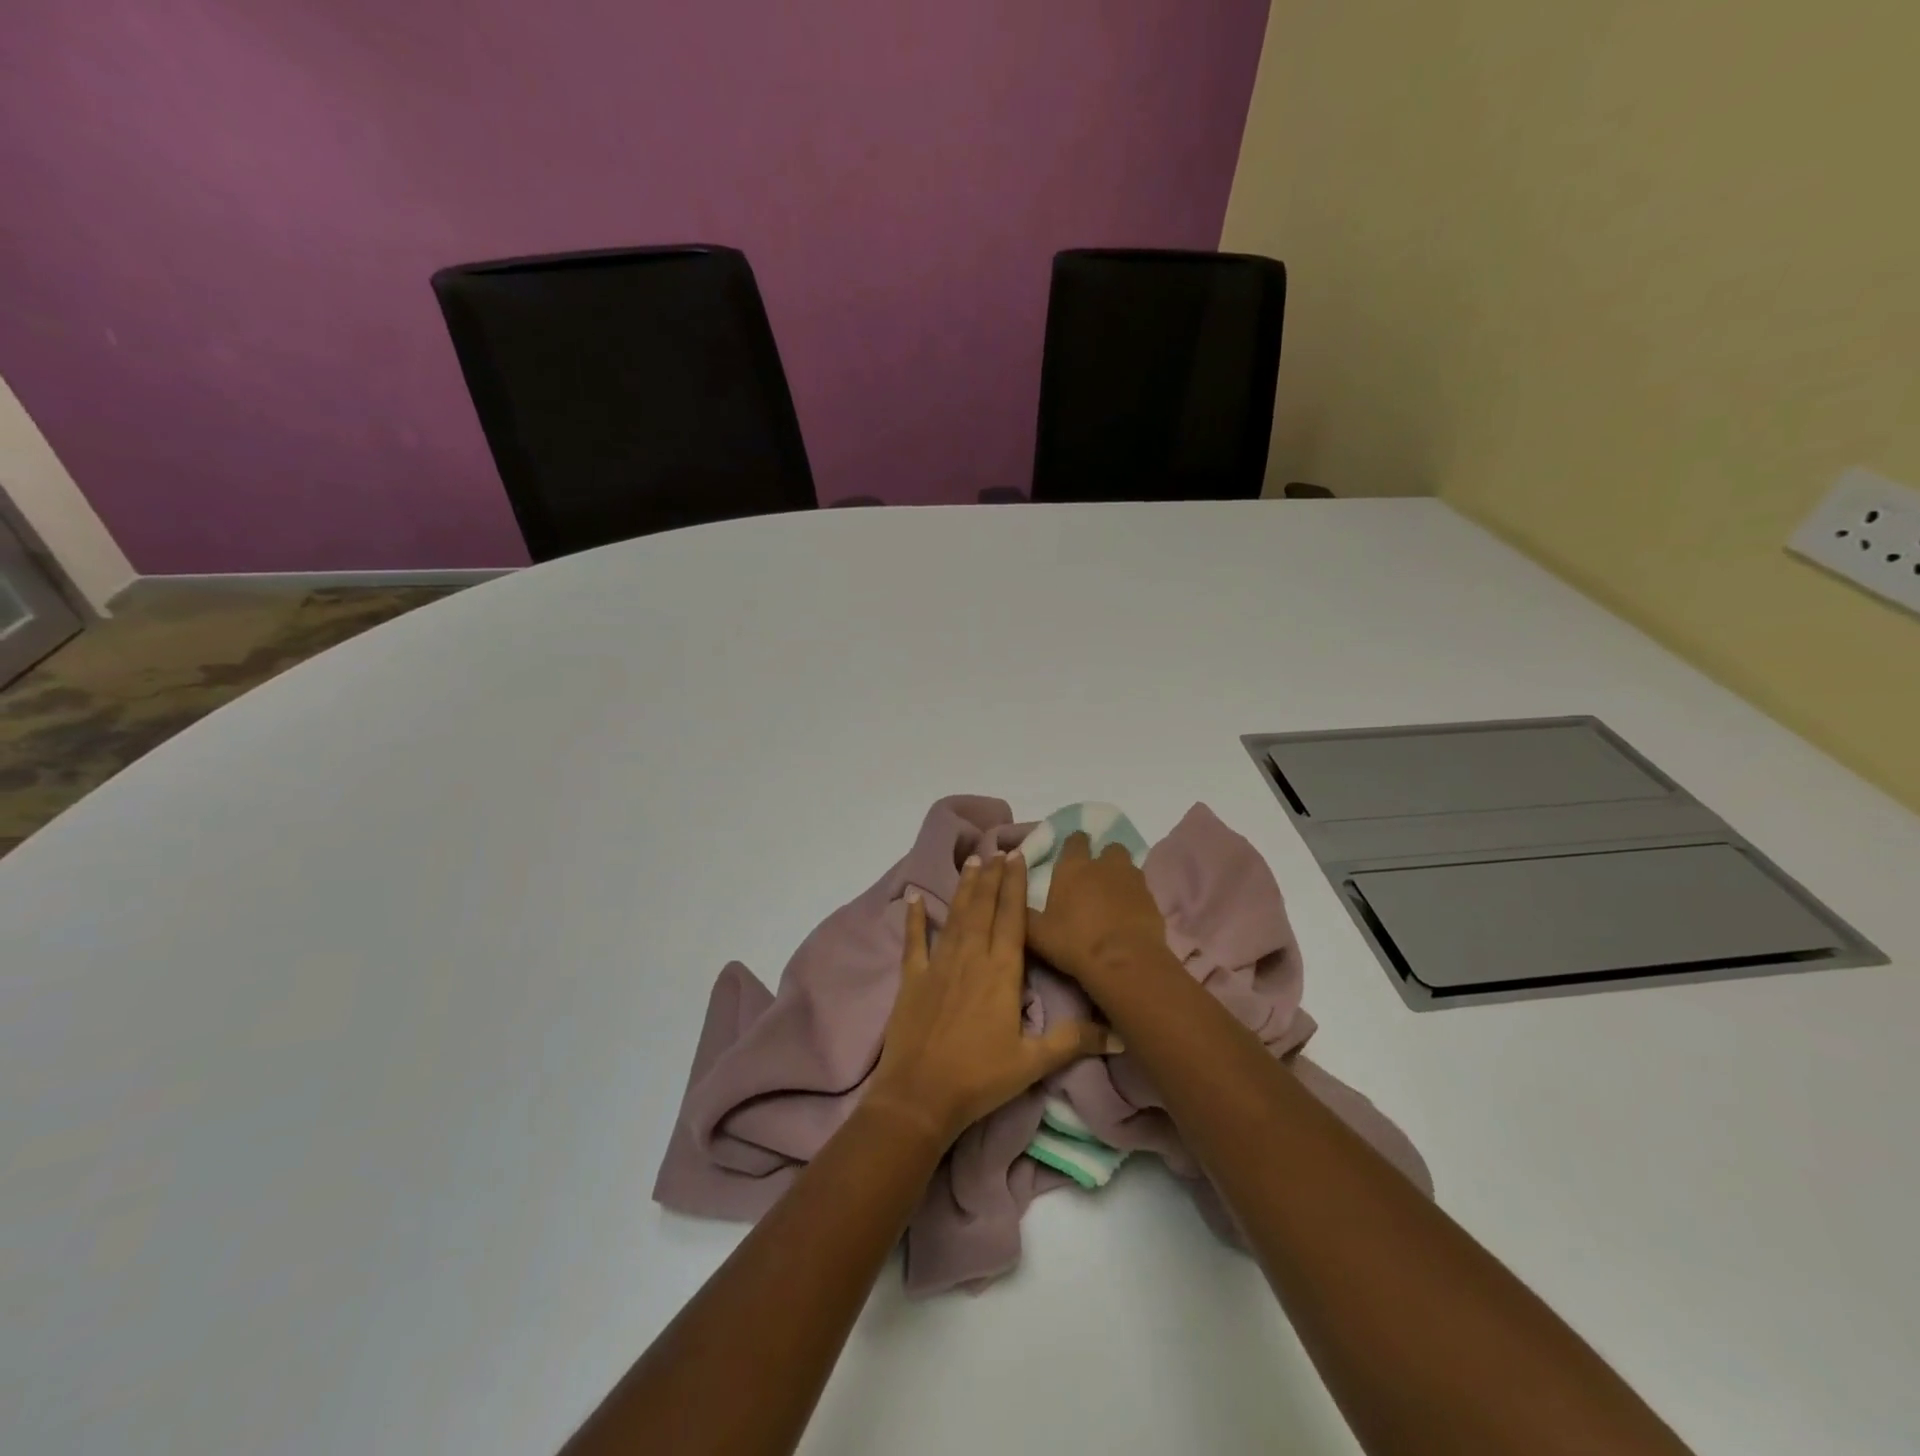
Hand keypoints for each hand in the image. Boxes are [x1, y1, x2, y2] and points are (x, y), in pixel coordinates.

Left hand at [867, 852, 1115, 1147]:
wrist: (919, 1096)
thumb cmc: (980, 1078)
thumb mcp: (1032, 1063)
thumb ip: (1073, 1041)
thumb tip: (1120, 1036)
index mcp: (1001, 972)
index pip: (1012, 919)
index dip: (1015, 886)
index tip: (1017, 858)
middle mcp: (971, 958)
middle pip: (983, 909)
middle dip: (992, 878)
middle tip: (997, 850)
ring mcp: (938, 965)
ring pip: (955, 917)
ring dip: (964, 888)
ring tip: (972, 861)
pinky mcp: (912, 979)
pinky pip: (914, 942)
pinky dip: (914, 919)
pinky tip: (913, 898)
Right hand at [1026, 831, 1172, 991]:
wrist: (1123, 962)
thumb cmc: (1074, 943)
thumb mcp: (1037, 933)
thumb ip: (1023, 913)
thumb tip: (1012, 902)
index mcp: (1073, 867)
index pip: (1075, 840)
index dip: (1074, 845)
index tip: (1070, 856)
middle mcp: (1104, 865)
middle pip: (1109, 847)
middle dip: (1103, 857)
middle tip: (1095, 877)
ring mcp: (1132, 880)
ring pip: (1128, 866)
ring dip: (1121, 875)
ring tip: (1113, 896)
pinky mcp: (1152, 899)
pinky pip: (1142, 890)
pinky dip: (1135, 897)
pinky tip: (1129, 915)